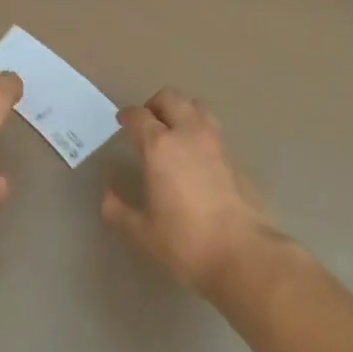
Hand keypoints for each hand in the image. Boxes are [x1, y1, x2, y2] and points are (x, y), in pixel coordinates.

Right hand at [102, 89, 283, 296]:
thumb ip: (119, 211)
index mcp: (160, 146)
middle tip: (146, 123)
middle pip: (170, 98)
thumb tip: (108, 196)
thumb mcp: (143, 232)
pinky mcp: (234, 156)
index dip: (127, 116)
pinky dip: (199, 131)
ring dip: (181, 110)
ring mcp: (215, 142)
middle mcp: (188, 133)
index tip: (121, 122)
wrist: (244, 253)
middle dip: (154, 105)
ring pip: (196, 106)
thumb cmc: (186, 241)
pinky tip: (195, 156)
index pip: (139, 116)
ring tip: (172, 131)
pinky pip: (212, 129)